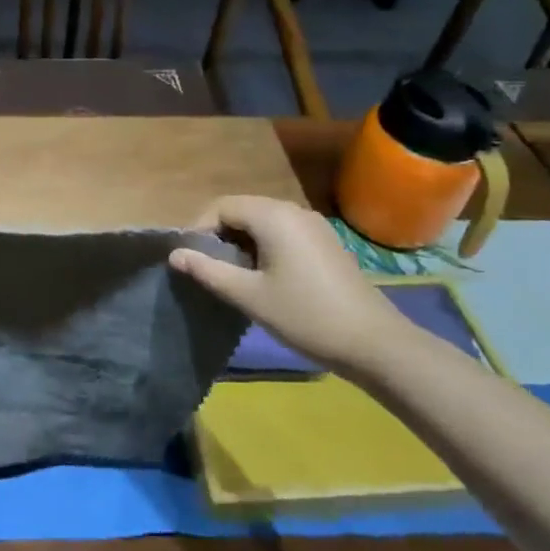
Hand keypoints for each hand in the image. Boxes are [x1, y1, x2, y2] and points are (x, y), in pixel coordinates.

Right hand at [169, 195, 400, 371]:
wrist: (375, 344)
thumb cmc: (305, 316)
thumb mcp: (249, 296)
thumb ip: (208, 271)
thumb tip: (174, 254)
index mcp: (273, 216)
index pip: (221, 206)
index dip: (199, 229)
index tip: (190, 259)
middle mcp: (293, 211)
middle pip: (242, 210)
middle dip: (219, 235)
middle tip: (207, 269)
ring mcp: (314, 226)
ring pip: (262, 222)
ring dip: (241, 243)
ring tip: (232, 277)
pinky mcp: (326, 243)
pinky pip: (283, 233)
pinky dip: (264, 247)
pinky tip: (264, 278)